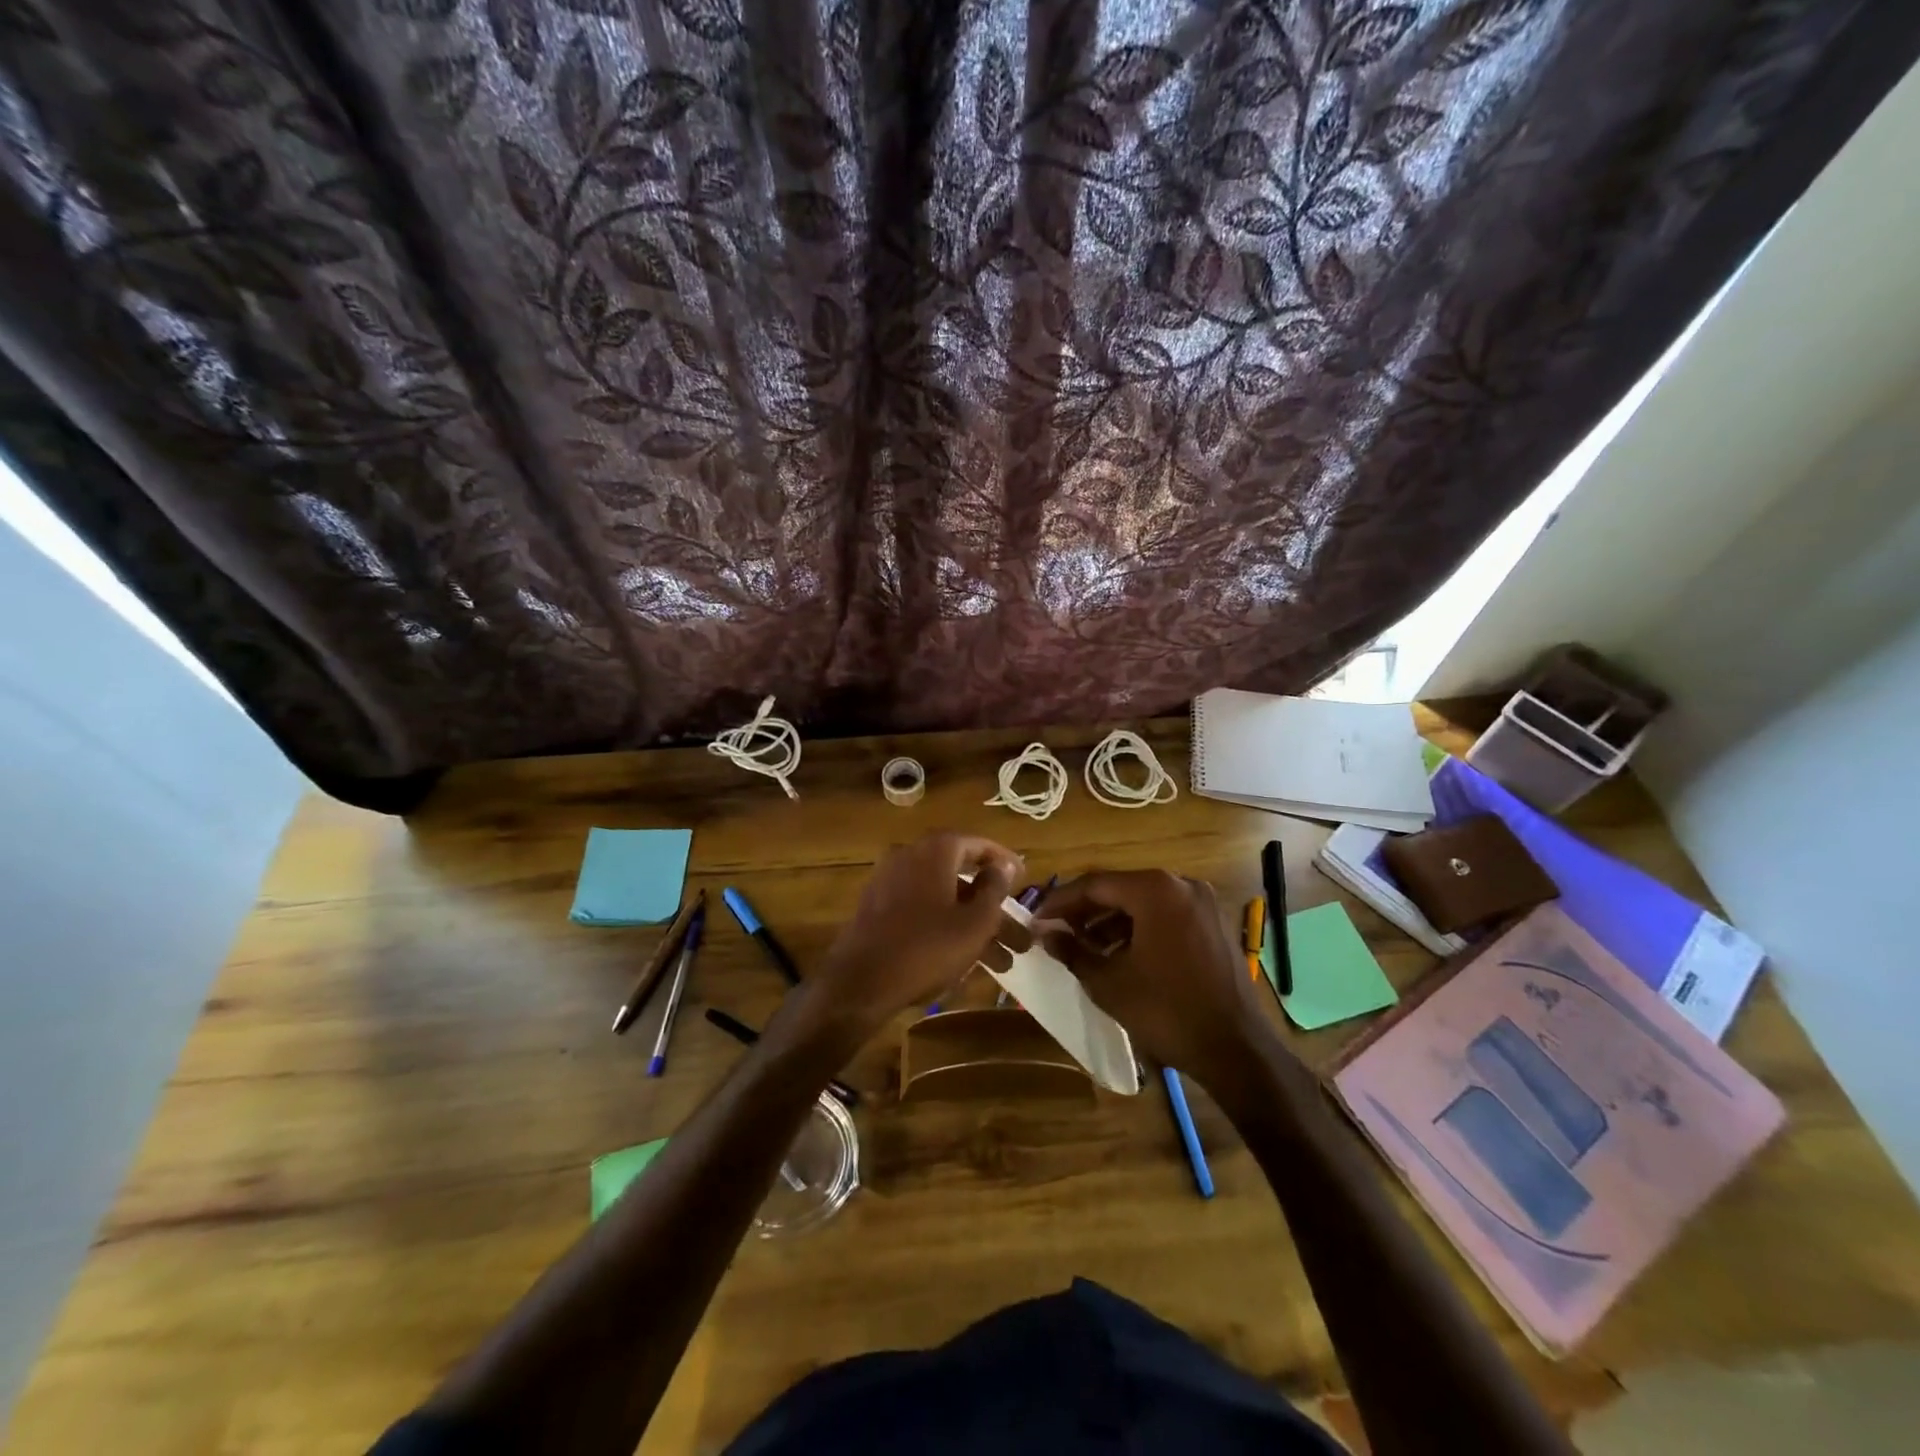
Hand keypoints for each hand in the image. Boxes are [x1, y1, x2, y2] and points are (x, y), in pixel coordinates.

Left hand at [798, 832, 1021, 1045]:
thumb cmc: (926, 948)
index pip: (978, 844)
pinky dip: (947, 928)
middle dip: (995, 910)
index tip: (1024, 879)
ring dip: (975, 927)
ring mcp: (890, 883)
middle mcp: (910, 857)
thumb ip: (994, 889)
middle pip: (963, 878)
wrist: (859, 982)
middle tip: (1020, 936)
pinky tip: (967, 962)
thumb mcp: (974, 922)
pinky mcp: (878, 909)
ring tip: (1004, 965)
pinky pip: (923, 911)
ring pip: (945, 900)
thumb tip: (1004, 865)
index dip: (1004, 861)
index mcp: (935, 851)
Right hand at [1034, 870, 1281, 1086]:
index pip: (1095, 884)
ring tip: (1082, 946)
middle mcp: (1180, 884)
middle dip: (1085, 910)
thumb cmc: (1166, 1011)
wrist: (1236, 1049)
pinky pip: (1165, 916)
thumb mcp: (1109, 982)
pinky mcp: (1212, 924)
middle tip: (1056, 931)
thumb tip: (1046, 934)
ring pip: (1143, 903)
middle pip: (1120, 889)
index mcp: (1155, 890)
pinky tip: (1118, 954)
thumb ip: (1073, 951)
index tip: (1036, 918)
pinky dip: (1138, 929)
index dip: (1061, 901)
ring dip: (1110, 921)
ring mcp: (1202, 903)